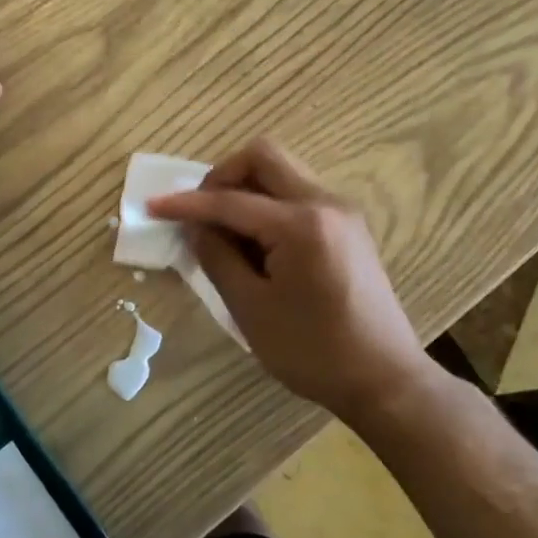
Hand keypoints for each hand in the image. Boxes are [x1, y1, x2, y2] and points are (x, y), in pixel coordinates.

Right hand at [148, 139, 430, 418]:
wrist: (385, 380)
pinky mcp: (347, 226)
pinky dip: (268, 204)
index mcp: (301, 224)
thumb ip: (217, 257)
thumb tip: (195, 227)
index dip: (186, 204)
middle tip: (200, 211)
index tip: (152, 207)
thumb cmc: (314, 352)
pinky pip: (298, 194)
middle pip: (264, 157)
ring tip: (226, 231)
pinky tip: (256, 242)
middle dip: (223, 176)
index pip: (231, 200)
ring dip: (246, 189)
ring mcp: (341, 211)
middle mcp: (325, 203)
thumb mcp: (251, 309)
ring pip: (282, 172)